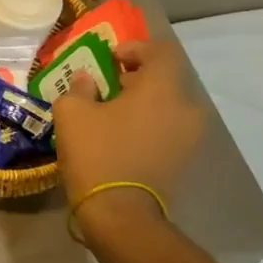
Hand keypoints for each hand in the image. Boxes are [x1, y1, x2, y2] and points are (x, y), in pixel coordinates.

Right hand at [51, 38, 205, 215]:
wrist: (121, 215)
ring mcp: (190, 138)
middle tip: (107, 84)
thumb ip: (80, 87)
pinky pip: (168, 128)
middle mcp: (186, 109)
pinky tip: (120, 135)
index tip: (110, 58)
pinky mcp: (184, 160)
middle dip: (136, 76)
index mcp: (163, 89)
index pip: (161, 51)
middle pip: (166, 78)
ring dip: (142, 102)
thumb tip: (88, 81)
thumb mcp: (72, 112)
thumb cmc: (97, 153)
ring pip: (168, 105)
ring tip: (110, 112)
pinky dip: (148, 123)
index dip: (135, 48)